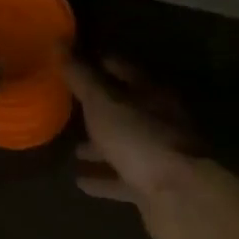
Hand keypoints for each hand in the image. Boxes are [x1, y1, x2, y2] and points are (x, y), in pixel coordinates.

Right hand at [64, 59, 210, 238]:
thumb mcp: (103, 102)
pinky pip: (122, 178)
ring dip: (99, 146)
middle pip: (123, 108)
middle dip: (96, 109)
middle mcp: (157, 119)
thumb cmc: (139, 138)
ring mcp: (157, 154)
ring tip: (72, 150)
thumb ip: (81, 75)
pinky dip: (103, 179)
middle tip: (67, 108)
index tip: (71, 62)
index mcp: (150, 91)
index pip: (120, 67)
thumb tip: (58, 41)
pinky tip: (80, 182)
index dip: (96, 62)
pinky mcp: (153, 187)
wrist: (180, 198)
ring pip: (123, 144)